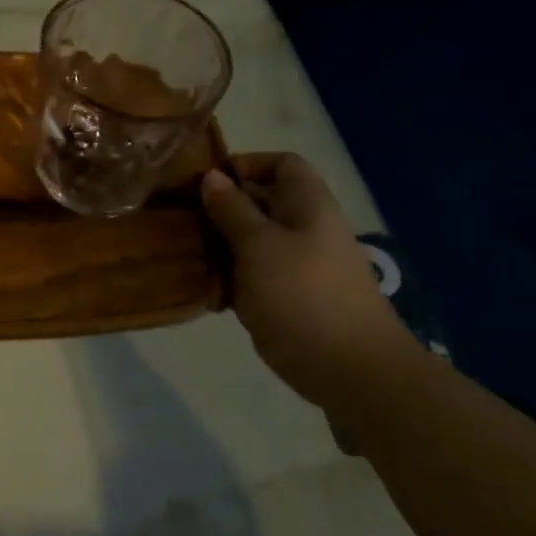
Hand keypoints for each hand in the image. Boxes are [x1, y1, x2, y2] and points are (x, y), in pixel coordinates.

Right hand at [201, 152, 417, 401]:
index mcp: (307, 205)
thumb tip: (212, 177)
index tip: (207, 184)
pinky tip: (207, 292)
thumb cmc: (302, 295)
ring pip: (253, 242)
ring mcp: (300, 265)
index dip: (246, 165)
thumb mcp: (258, 245)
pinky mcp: (291, 298)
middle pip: (262, 203)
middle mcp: (306, 229)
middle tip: (184, 221)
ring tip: (188, 257)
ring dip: (221, 247)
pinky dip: (231, 280)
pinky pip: (255, 276)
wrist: (352, 371)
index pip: (281, 164)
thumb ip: (232, 210)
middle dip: (222, 209)